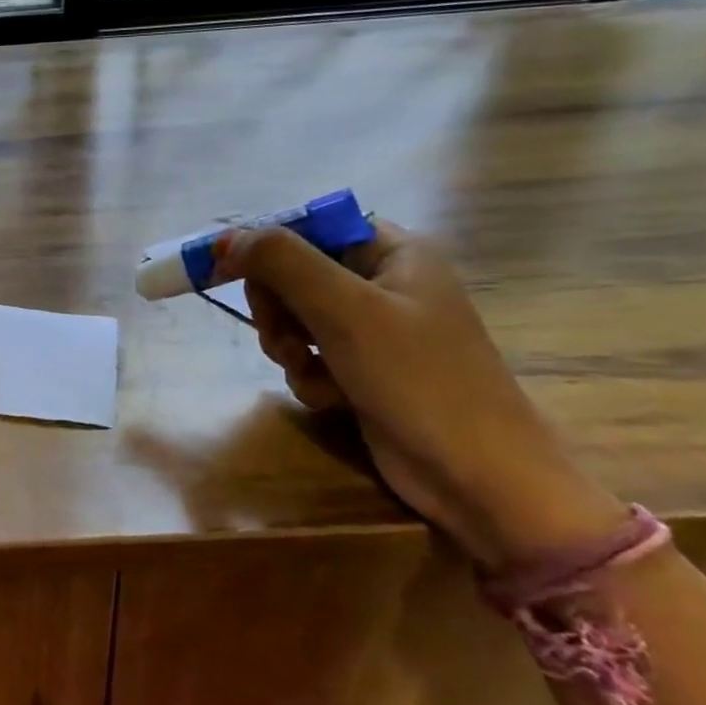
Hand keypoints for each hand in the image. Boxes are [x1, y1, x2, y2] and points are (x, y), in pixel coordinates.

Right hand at [212, 220, 624, 570]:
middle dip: (278, 309)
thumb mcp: (344, 310)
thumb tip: (226, 238)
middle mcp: (384, 283)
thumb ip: (282, 263)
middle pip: (294, 275)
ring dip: (288, 347)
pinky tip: (330, 398)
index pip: (309, 227)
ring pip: (295, 319)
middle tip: (283, 336)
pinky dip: (309, 376)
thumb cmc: (418, 379)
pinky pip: (311, 357)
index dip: (265, 247)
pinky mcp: (365, 371)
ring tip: (308, 370)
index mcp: (394, 252)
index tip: (228, 272)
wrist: (479, 477)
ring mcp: (375, 330)